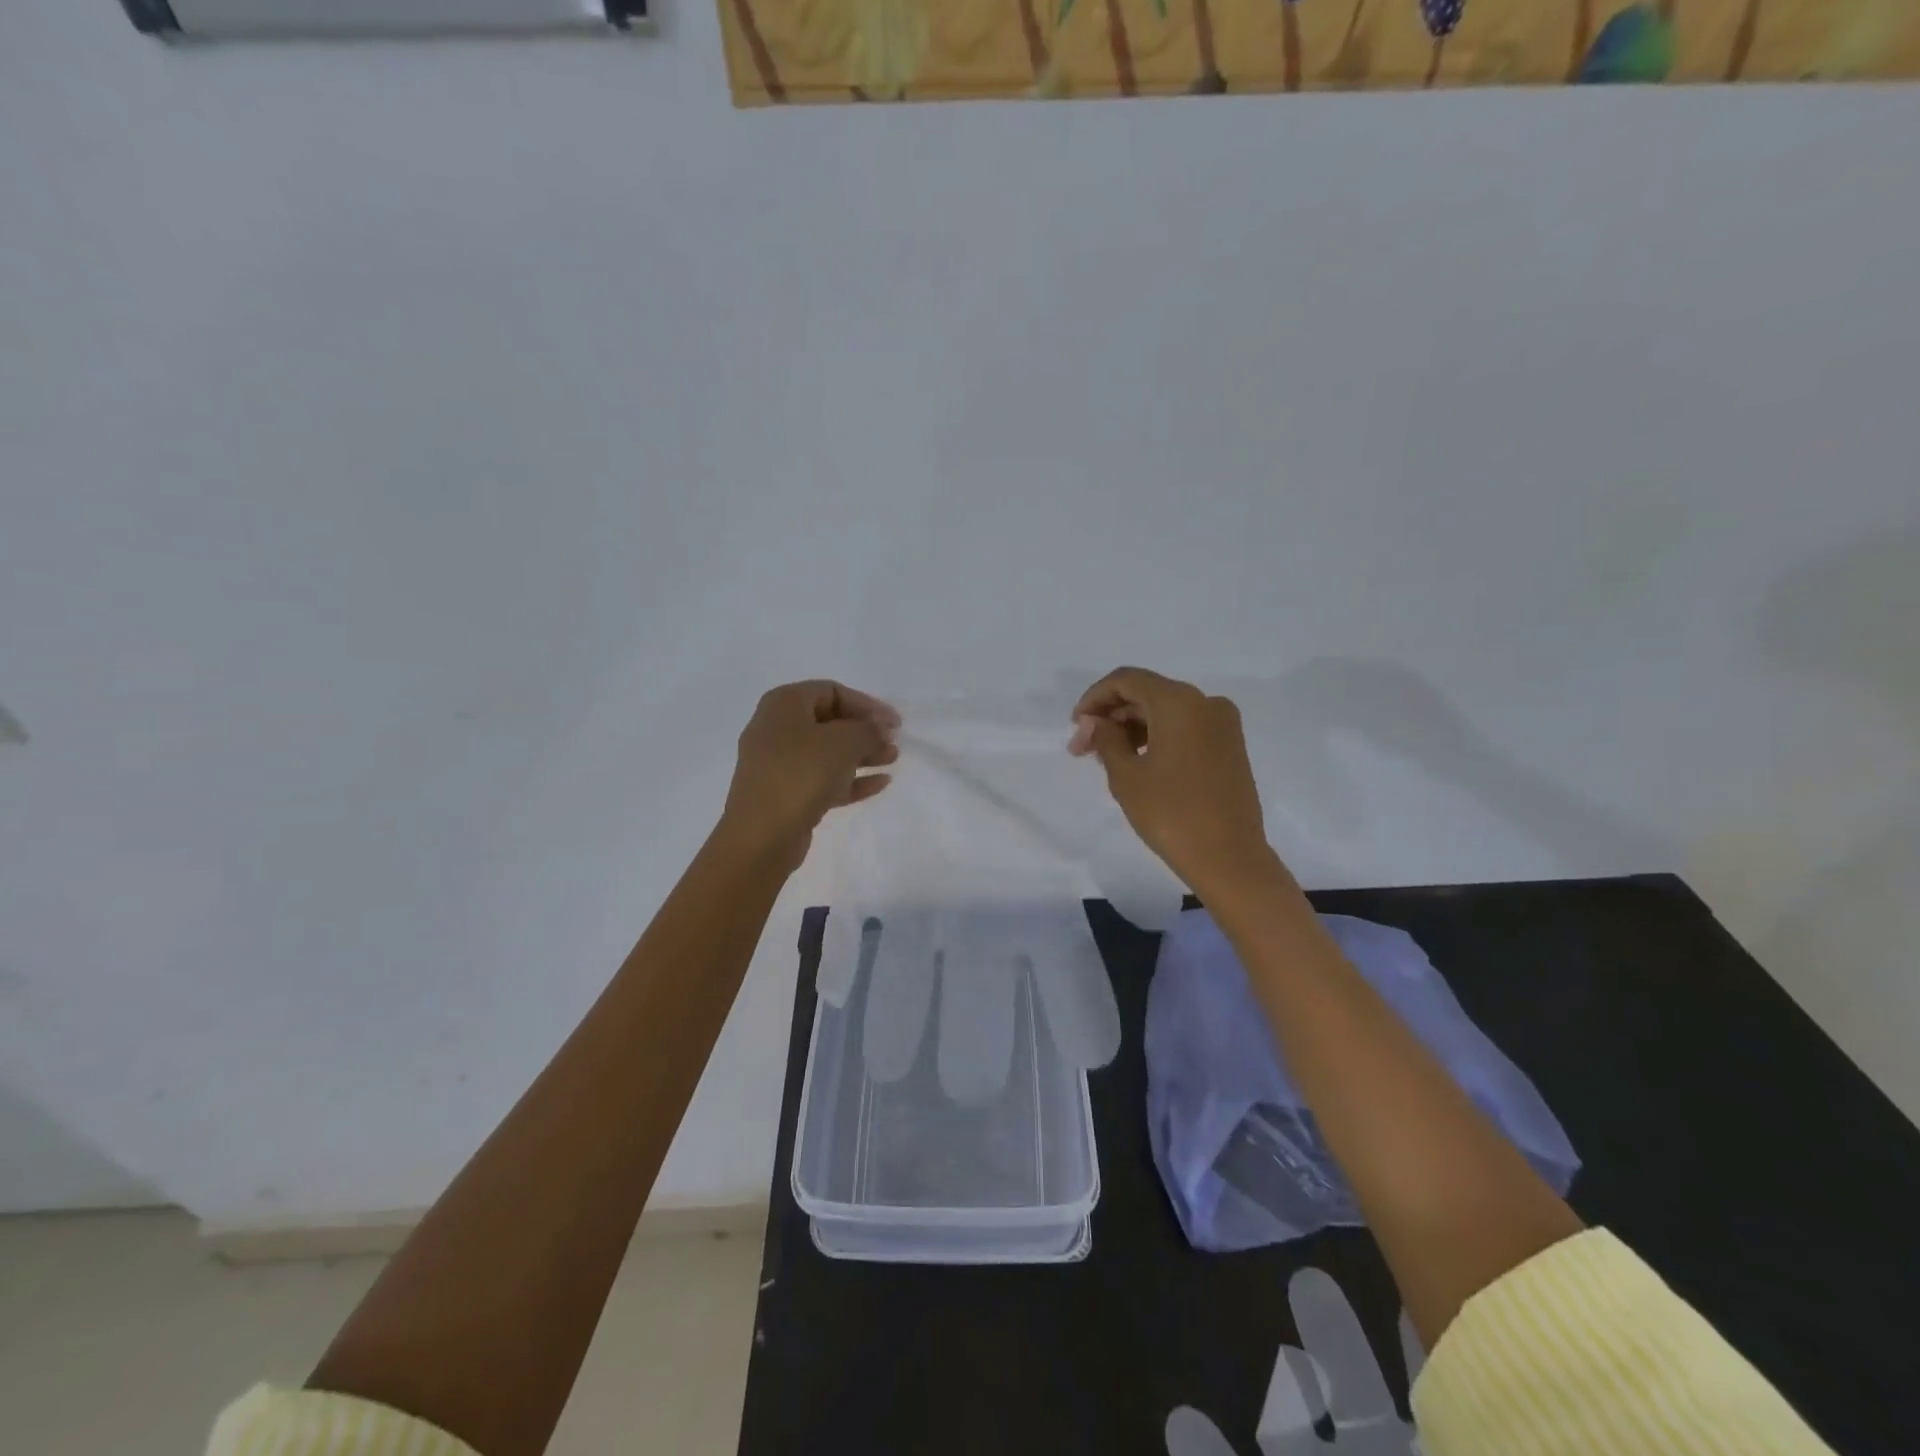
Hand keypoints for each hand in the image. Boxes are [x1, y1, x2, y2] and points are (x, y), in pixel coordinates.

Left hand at [720, 680, 899, 867]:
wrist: (763, 834)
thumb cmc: (802, 773)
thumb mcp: (844, 741)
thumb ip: (868, 730)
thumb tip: (879, 730)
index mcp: (784, 704)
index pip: (832, 691)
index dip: (867, 704)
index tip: (894, 722)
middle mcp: (777, 728)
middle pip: (830, 722)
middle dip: (866, 731)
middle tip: (893, 742)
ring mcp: (779, 763)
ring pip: (828, 752)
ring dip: (862, 755)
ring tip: (892, 760)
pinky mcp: (786, 794)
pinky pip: (823, 779)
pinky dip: (851, 779)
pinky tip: (880, 783)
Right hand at [1068, 667, 1277, 896]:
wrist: (1229, 857)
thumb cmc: (1171, 813)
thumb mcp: (1126, 775)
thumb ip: (1105, 738)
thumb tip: (1095, 721)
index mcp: (1179, 701)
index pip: (1126, 680)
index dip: (1095, 698)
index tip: (1075, 725)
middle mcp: (1205, 702)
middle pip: (1147, 694)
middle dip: (1111, 716)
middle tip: (1082, 749)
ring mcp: (1223, 724)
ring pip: (1166, 712)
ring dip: (1132, 728)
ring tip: (1105, 760)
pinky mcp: (1230, 746)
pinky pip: (1185, 728)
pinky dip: (1157, 737)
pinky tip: (1136, 762)